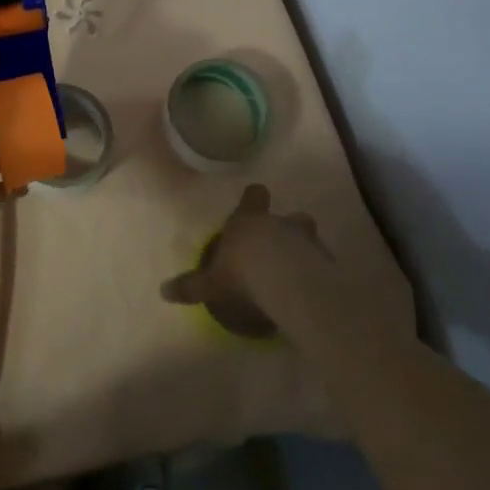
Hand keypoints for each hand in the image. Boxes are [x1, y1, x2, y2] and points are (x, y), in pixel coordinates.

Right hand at [159, 184, 321, 336]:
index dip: (254, 198)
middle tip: (283, 246)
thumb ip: (191, 285)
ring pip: (310, 239)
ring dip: (307, 252)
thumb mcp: (212, 282)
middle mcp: (279, 224)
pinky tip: (314, 293)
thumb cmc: (243, 271)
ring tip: (300, 273)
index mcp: (249, 221)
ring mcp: (307, 242)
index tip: (254, 200)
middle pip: (292, 217)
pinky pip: (324, 266)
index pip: (254, 196)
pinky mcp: (326, 264)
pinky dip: (321, 275)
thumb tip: (163, 291)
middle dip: (290, 227)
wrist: (286, 282)